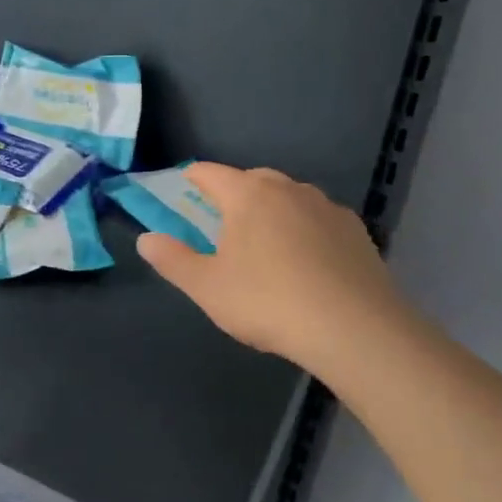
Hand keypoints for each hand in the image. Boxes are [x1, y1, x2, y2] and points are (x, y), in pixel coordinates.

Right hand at [136, 163, 408, 377]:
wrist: (353, 328)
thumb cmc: (267, 302)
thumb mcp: (206, 287)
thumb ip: (172, 260)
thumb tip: (146, 239)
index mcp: (248, 195)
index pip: (210, 173)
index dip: (193, 178)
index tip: (184, 187)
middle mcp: (288, 189)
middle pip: (252, 180)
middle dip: (234, 194)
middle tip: (223, 223)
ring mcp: (326, 207)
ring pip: (289, 197)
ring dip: (273, 210)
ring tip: (266, 243)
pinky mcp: (356, 231)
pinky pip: (319, 219)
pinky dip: (305, 229)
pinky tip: (307, 261)